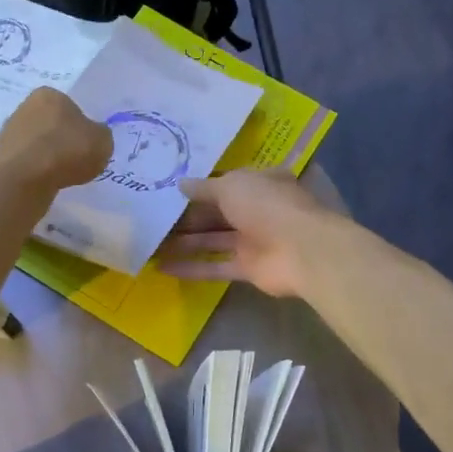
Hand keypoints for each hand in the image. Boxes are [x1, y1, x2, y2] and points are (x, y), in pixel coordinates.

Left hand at [0, 88, 111, 191]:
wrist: (22, 178)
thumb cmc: (66, 150)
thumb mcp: (103, 142)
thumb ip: (101, 136)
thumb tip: (93, 138)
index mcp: (50, 94)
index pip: (71, 108)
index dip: (82, 128)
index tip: (87, 147)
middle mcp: (26, 106)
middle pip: (52, 125)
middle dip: (63, 142)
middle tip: (75, 162)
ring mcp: (9, 131)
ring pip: (38, 145)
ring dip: (49, 158)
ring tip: (60, 176)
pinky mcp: (0, 156)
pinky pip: (27, 163)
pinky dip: (36, 172)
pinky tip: (44, 183)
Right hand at [156, 169, 335, 298]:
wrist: (301, 250)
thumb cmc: (267, 206)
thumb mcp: (231, 186)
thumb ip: (204, 187)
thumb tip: (180, 184)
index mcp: (258, 183)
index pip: (224, 183)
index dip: (198, 188)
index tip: (168, 192)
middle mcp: (256, 210)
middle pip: (215, 213)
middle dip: (186, 218)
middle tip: (152, 221)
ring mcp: (253, 240)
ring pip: (213, 240)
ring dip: (184, 243)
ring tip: (151, 245)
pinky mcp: (249, 268)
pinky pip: (216, 266)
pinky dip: (192, 268)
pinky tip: (163, 268)